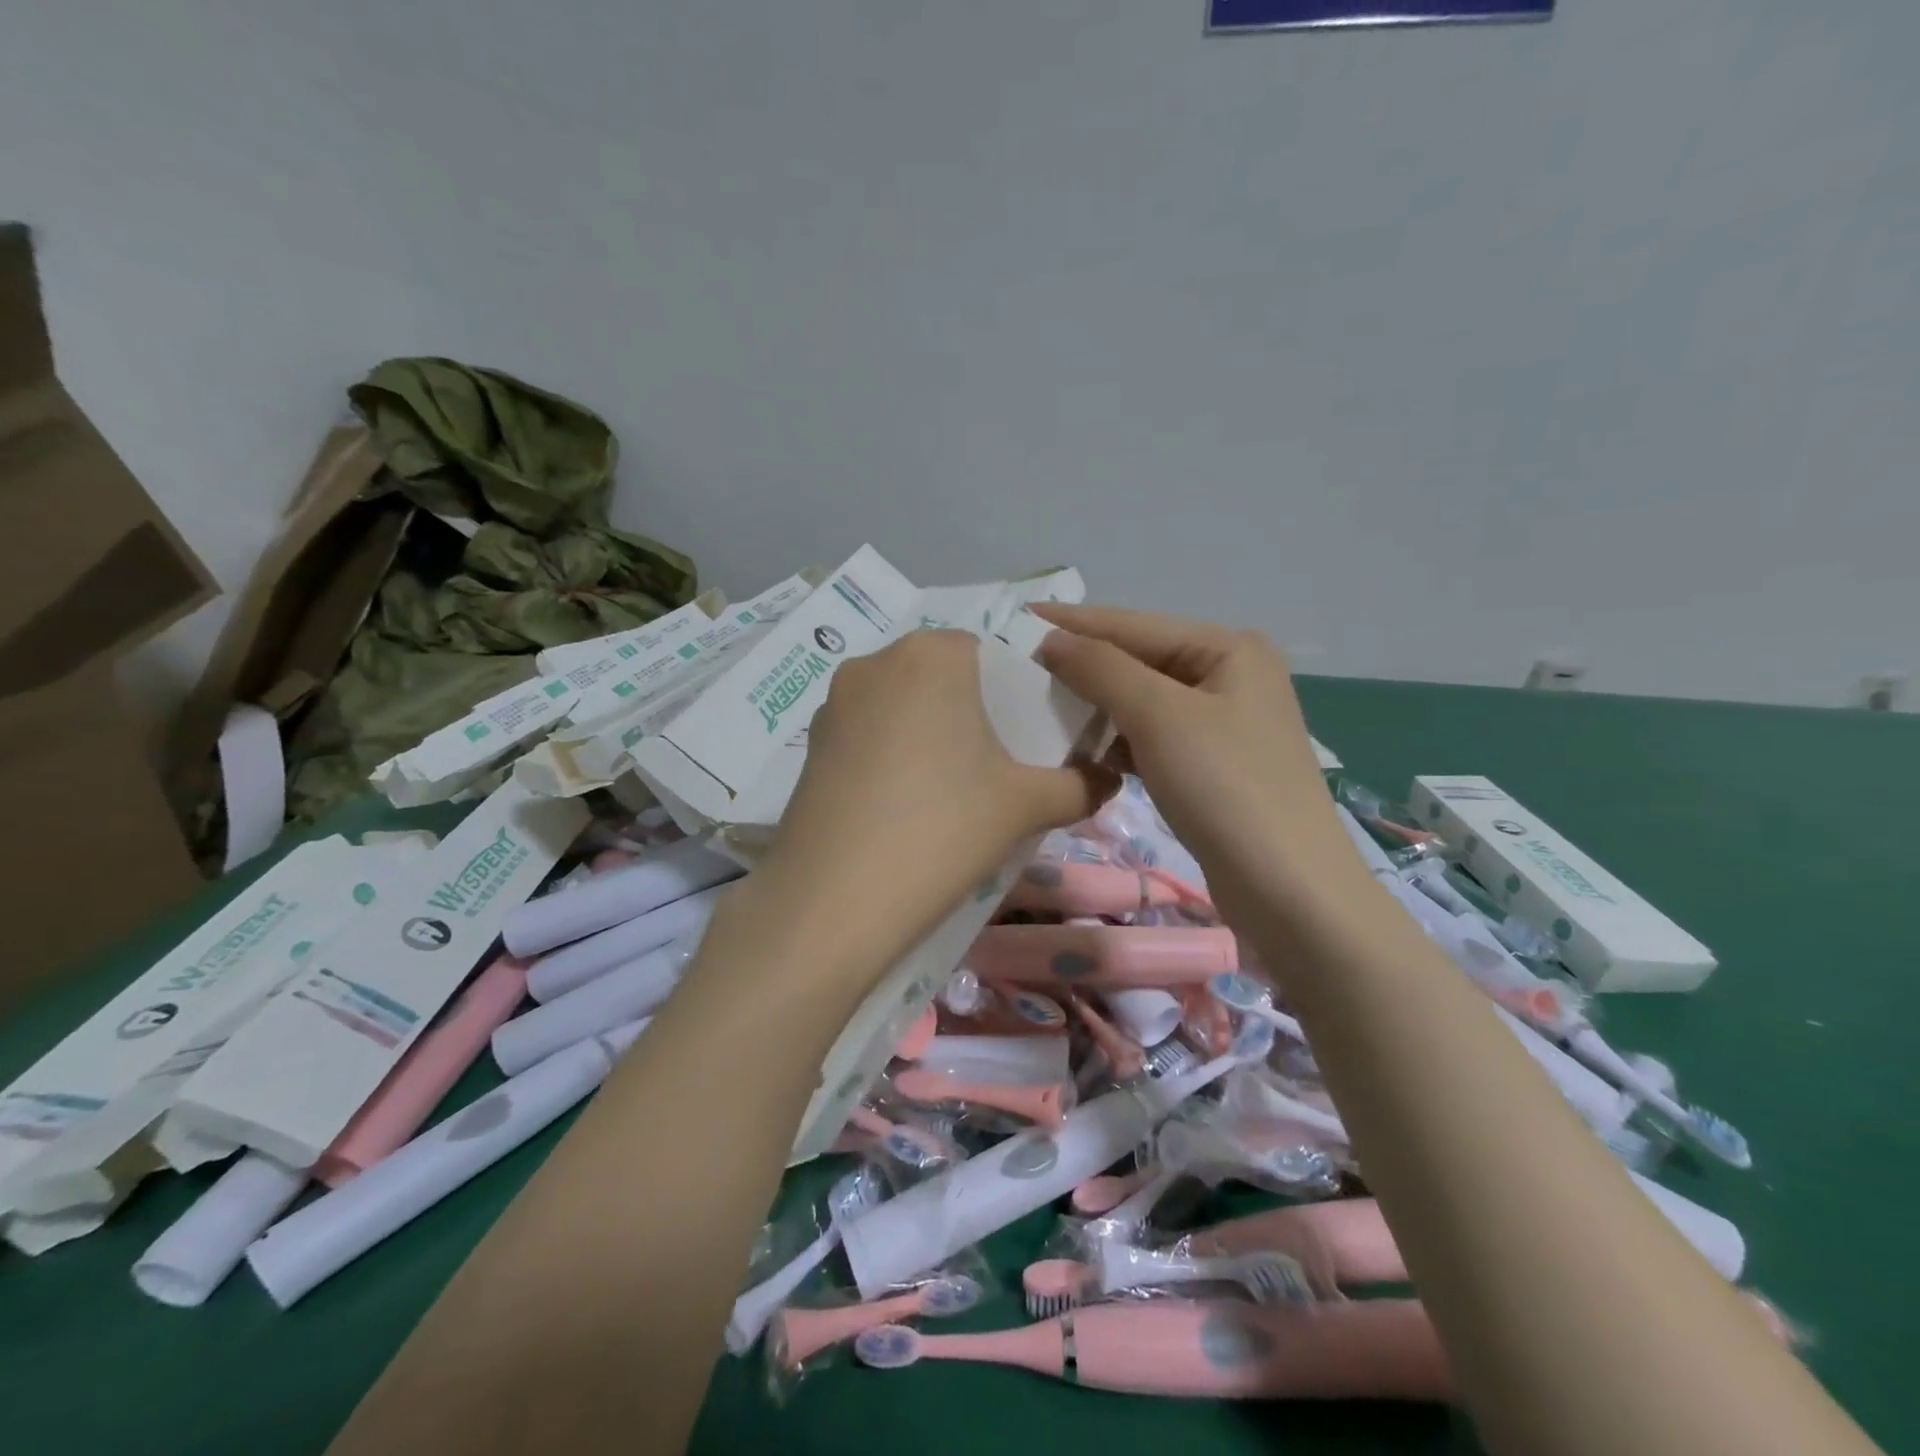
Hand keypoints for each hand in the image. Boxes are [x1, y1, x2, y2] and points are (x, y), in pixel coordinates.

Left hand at [755, 629, 1113, 966]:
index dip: (1011, 690)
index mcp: (934, 654)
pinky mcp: (809, 743)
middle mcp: (877, 661)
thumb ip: (1080, 785)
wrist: (834, 898)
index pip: (987, 651)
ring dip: (925, 731)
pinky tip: (898, 803)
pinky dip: (887, 754)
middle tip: (991, 765)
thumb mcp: (1026, 805)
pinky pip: (865, 733)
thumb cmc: (944, 828)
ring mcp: (833, 701)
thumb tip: (1112, 780)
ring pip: (899, 703)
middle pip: (940, 676)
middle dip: (969, 711)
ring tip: (945, 788)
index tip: (1025, 736)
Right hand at [1033, 604, 1357, 917]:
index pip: (1135, 625)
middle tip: (1023, 670)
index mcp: (1229, 648)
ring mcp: (1225, 723)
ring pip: (1144, 703)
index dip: (1074, 623)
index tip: (1017, 620)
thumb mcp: (1159, 716)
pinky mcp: (1215, 765)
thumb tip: (1052, 640)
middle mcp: (1231, 676)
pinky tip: (1089, 755)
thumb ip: (1102, 669)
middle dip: (1085, 668)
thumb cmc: (1224, 787)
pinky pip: (1154, 738)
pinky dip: (1121, 743)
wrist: (1288, 890)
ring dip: (1099, 709)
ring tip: (1045, 711)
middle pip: (1141, 661)